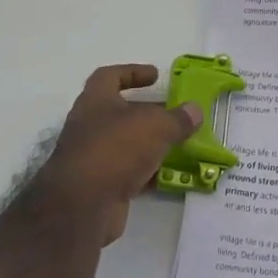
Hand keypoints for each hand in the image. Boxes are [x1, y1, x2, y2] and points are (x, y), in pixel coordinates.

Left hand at [32, 64, 202, 244]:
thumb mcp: (156, 126)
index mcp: (95, 101)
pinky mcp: (99, 186)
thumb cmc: (116, 148)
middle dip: (147, 112)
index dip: (132, 72)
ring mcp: (92, 157)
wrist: (82, 206)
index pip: (109, 76)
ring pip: (125, 144)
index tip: (156, 76)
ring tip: (178, 143)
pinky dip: (147, 172)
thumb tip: (195, 110)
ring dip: (149, 143)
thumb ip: (178, 118)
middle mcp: (89, 126)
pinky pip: (127, 172)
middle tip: (174, 113)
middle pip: (120, 112)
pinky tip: (169, 175)